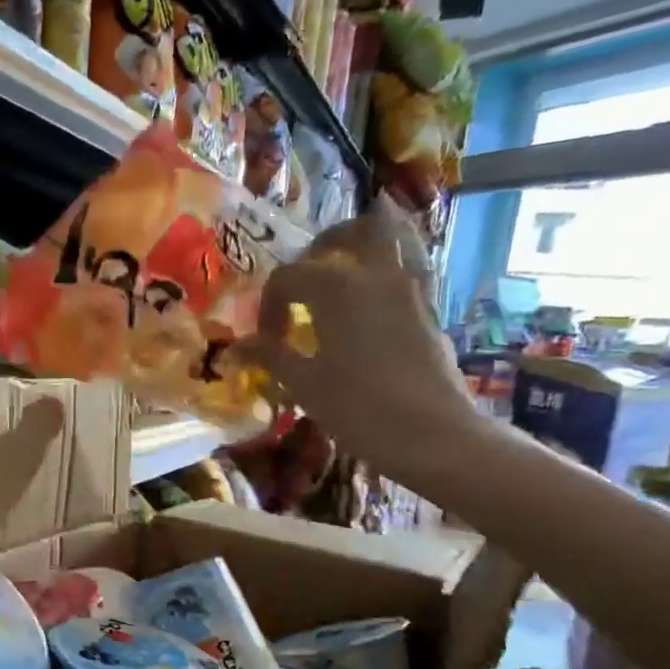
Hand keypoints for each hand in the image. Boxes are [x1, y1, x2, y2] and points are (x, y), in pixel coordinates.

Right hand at [235, 209, 483, 488]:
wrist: (433, 436)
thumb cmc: (359, 409)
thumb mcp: (305, 384)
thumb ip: (270, 356)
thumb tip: (235, 348)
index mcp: (337, 287)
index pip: (288, 277)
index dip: (269, 306)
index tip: (266, 341)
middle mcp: (377, 274)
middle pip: (353, 231)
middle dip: (323, 246)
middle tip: (304, 278)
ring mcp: (411, 289)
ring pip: (395, 239)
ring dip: (365, 246)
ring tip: (344, 268)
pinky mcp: (431, 310)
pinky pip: (412, 269)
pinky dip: (391, 269)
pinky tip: (374, 298)